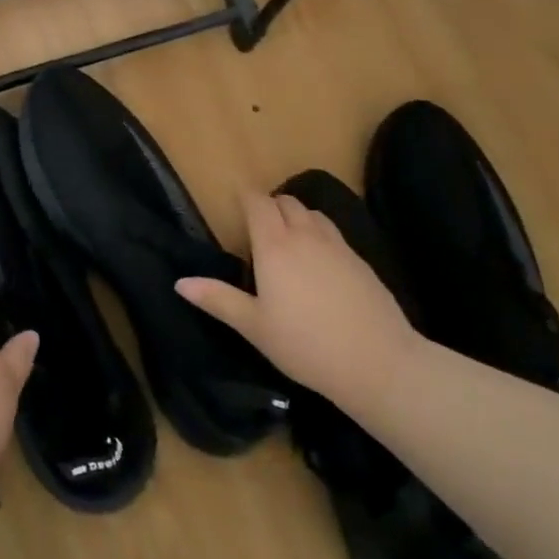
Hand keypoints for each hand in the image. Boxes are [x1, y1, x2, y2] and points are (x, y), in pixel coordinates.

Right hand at [177, 191, 421, 411]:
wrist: (378, 363)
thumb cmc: (305, 345)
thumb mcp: (254, 326)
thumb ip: (218, 299)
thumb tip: (180, 282)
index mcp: (275, 246)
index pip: (258, 203)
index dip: (245, 196)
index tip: (235, 199)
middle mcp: (305, 236)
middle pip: (286, 201)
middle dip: (269, 205)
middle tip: (257, 226)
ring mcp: (337, 246)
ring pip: (312, 213)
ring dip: (296, 216)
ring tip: (287, 239)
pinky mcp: (361, 261)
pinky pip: (333, 232)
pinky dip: (319, 233)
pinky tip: (318, 262)